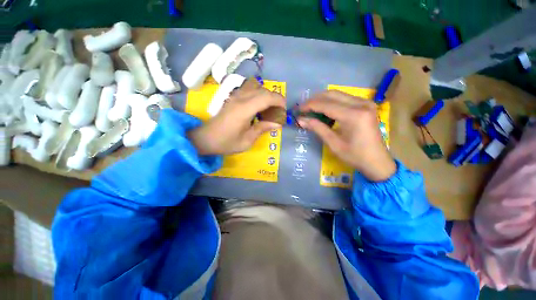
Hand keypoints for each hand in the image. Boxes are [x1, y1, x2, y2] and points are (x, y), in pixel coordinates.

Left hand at [189, 79, 285, 155]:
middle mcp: (240, 98)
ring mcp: (235, 96)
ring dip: (265, 95)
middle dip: (275, 99)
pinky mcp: (232, 98)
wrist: (205, 139)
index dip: (279, 101)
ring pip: (256, 86)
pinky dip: (257, 95)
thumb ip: (263, 129)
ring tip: (267, 109)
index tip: (284, 111)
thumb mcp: (247, 141)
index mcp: (244, 109)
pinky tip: (257, 108)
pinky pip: (248, 89)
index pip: (267, 97)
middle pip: (263, 90)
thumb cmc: (226, 143)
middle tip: (277, 113)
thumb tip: (278, 123)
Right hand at [298, 90, 395, 181]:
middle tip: (303, 108)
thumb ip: (317, 128)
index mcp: (353, 115)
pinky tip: (324, 110)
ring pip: (338, 94)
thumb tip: (300, 120)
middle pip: (332, 94)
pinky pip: (344, 98)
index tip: (297, 109)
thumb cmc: (355, 155)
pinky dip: (332, 102)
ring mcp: (365, 102)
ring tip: (310, 109)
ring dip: (322, 100)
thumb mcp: (333, 143)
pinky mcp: (366, 105)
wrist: (377, 161)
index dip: (309, 105)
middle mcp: (361, 104)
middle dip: (314, 100)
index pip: (325, 104)